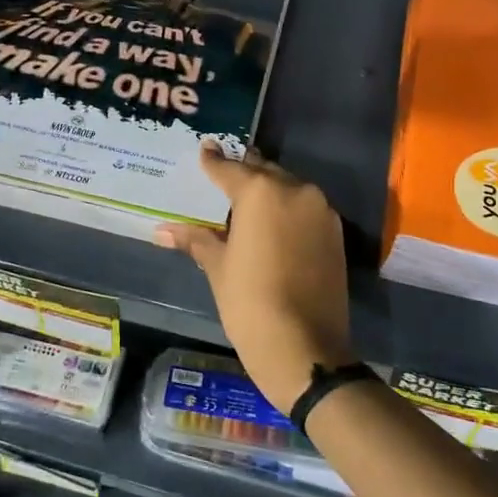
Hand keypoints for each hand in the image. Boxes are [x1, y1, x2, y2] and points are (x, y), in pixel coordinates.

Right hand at [156, 144, 353, 410]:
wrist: (305, 348)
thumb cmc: (250, 303)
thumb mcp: (219, 268)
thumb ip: (197, 239)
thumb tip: (162, 230)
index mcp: (260, 192)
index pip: (230, 168)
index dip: (213, 160)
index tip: (205, 148)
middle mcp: (295, 190)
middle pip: (263, 171)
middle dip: (244, 172)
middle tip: (224, 174)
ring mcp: (320, 211)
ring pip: (288, 187)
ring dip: (269, 189)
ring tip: (247, 200)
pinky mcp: (335, 232)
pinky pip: (305, 208)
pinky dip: (288, 209)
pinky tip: (273, 224)